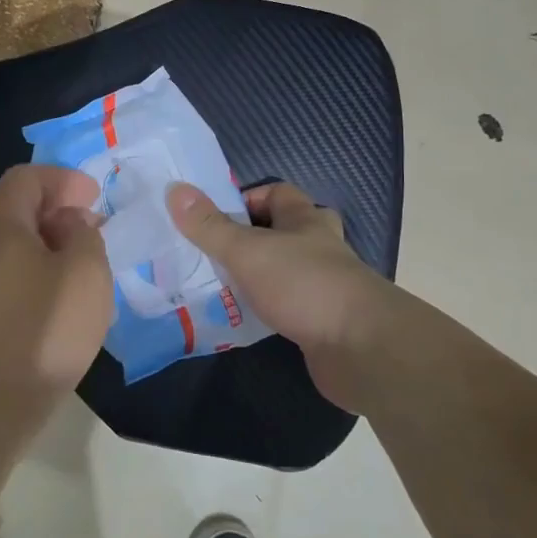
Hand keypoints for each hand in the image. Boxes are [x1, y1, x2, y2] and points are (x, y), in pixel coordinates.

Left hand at [0, 165, 113, 403]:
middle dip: (59, 210)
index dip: (63, 178)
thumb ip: (85, 235)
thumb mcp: (85, 272)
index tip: (95, 197)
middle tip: (95, 229)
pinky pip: (11, 275)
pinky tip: (64, 301)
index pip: (26, 177)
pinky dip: (40, 273)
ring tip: (86, 266)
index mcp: (1, 223)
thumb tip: (70, 224)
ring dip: (52, 245)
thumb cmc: (42, 328)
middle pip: (17, 208)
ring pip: (15, 245)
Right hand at [166, 180, 390, 412]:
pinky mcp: (323, 320)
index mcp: (305, 219)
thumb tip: (175, 189)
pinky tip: (242, 320)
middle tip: (216, 252)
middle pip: (283, 230)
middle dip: (251, 238)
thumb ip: (210, 225)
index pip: (276, 193)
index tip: (213, 218)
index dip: (246, 199)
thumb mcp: (247, 251)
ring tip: (218, 285)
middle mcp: (318, 246)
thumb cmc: (304, 285)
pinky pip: (288, 305)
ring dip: (257, 275)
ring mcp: (324, 284)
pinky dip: (267, 308)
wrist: (361, 348)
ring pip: (285, 269)